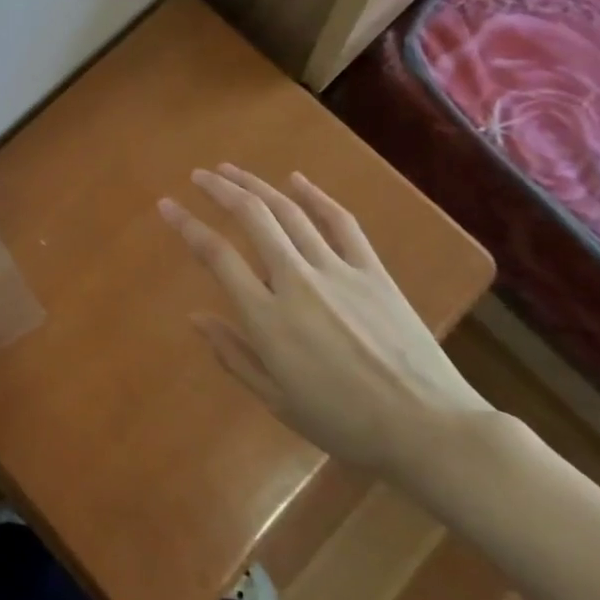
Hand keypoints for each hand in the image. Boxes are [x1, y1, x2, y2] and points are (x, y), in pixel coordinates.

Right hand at [159, 165, 491, 482]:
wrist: (431, 430)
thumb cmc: (347, 423)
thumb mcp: (279, 401)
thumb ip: (234, 355)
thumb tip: (196, 317)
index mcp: (269, 319)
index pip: (217, 256)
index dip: (187, 225)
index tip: (167, 206)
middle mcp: (297, 282)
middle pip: (252, 218)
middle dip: (220, 190)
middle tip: (198, 175)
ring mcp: (338, 272)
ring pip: (289, 212)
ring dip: (256, 185)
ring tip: (231, 169)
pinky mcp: (372, 271)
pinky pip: (341, 223)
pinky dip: (316, 196)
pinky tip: (295, 179)